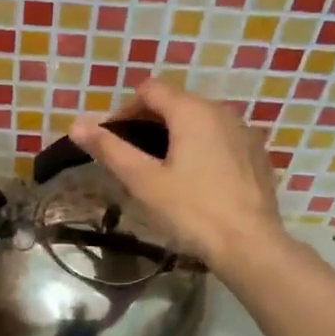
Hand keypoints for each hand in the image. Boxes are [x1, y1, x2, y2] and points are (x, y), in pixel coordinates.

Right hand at [71, 77, 283, 272]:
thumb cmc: (192, 210)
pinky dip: (202, 148)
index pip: (149, 90)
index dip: (123, 109)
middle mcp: (221, 110)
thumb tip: (77, 124)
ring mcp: (244, 131)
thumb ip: (110, 148)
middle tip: (131, 158)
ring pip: (200, 120)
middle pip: (175, 102)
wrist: (250, 245)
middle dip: (148, 122)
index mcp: (192, 110)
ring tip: (161, 169)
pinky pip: (221, 138)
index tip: (111, 140)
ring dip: (175, 135)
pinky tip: (195, 180)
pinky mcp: (257, 154)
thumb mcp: (143, 181)